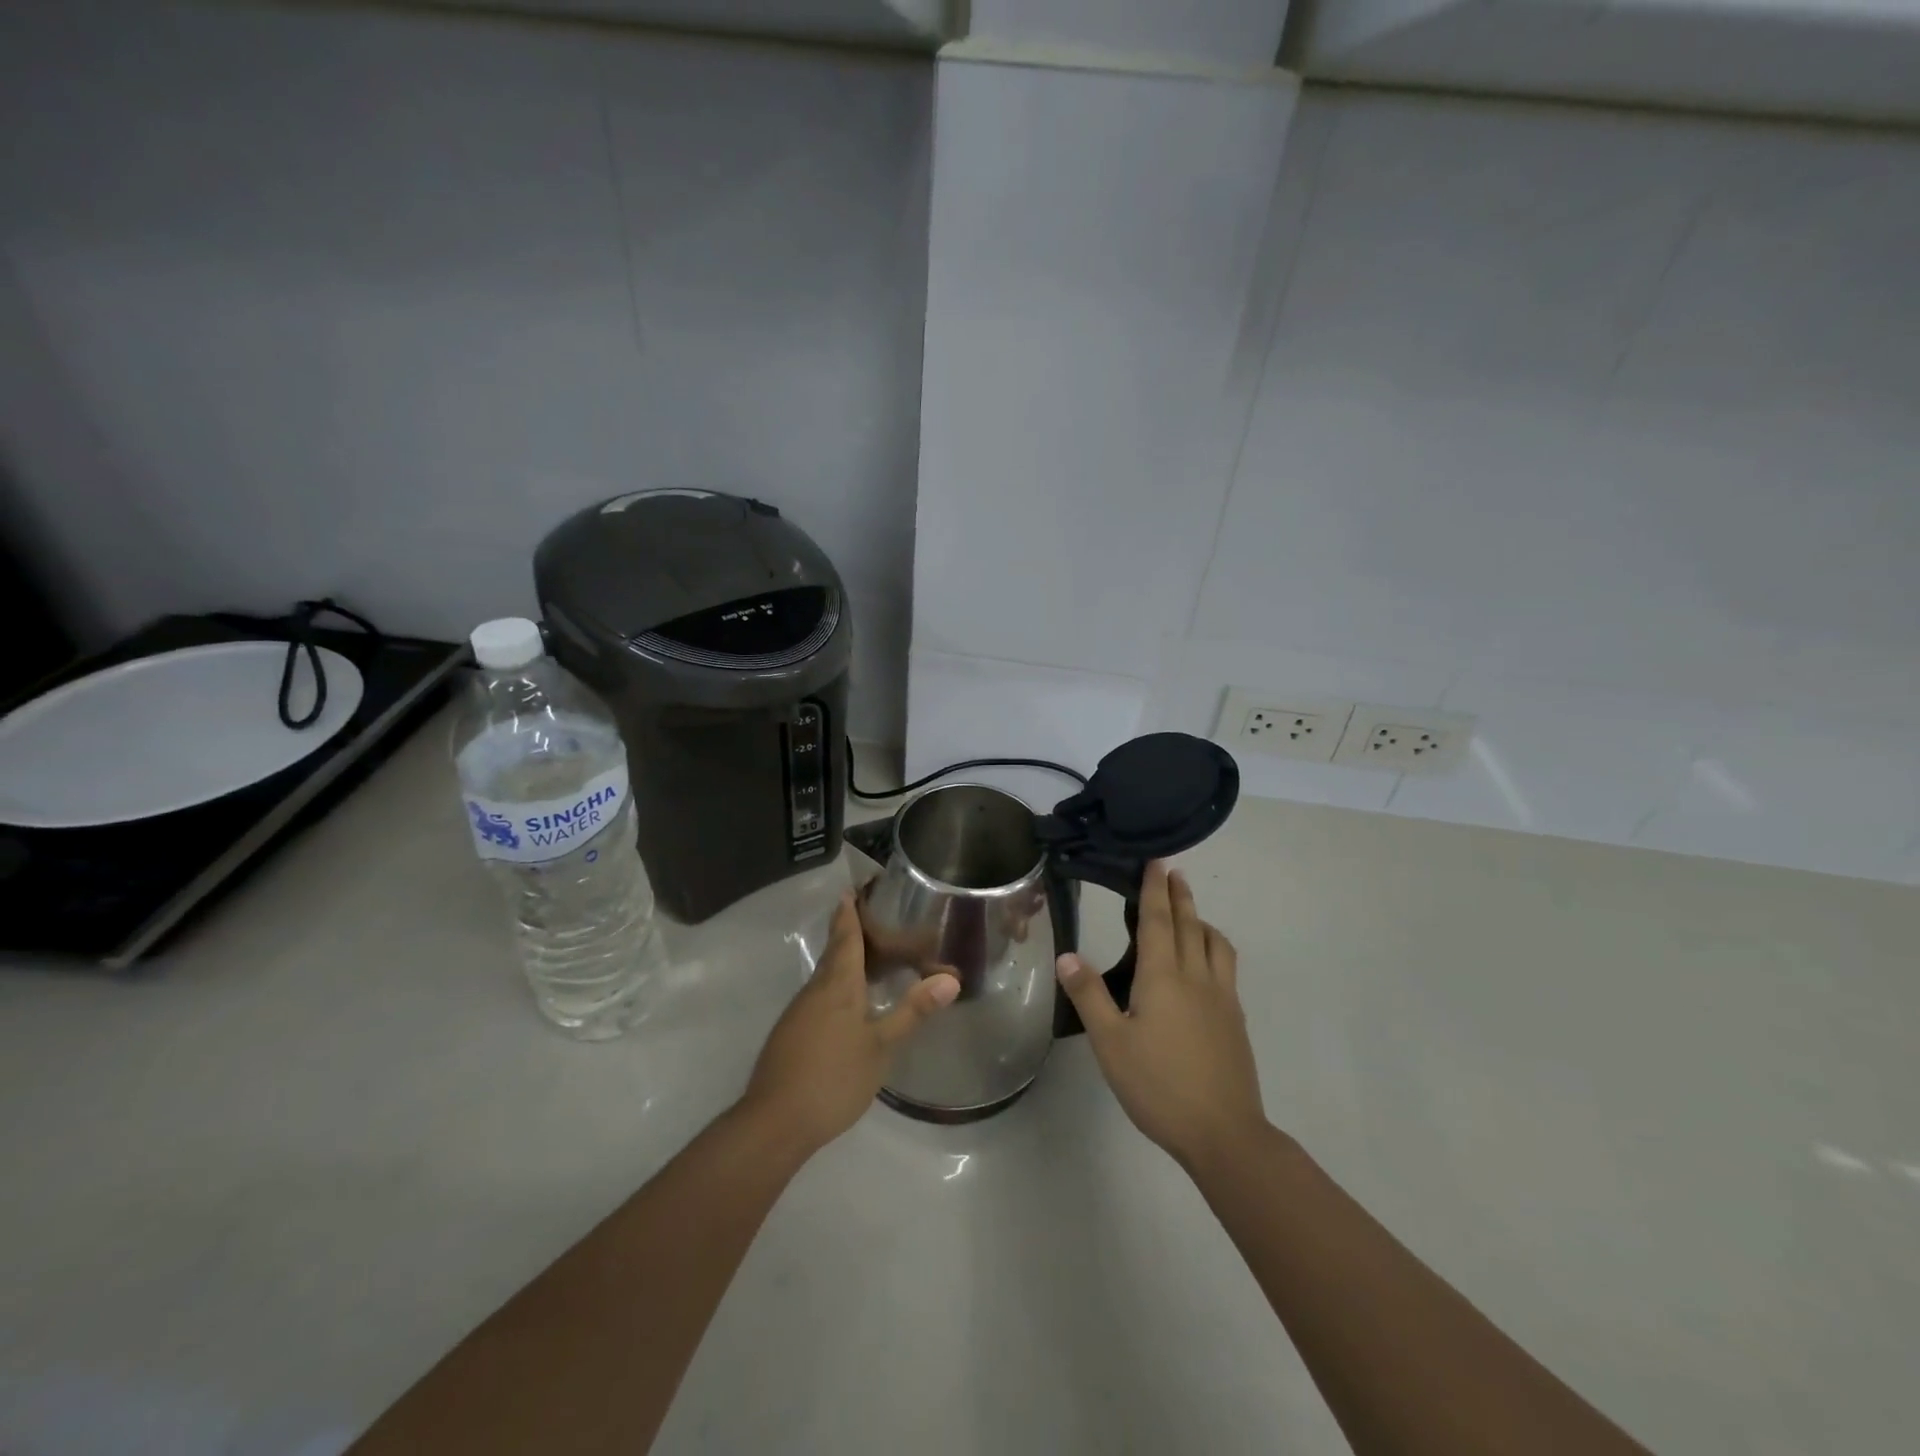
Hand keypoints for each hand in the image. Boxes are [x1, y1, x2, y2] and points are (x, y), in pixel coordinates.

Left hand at [740, 890, 958, 1156]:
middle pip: (835, 952)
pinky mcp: (792, 1034)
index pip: (845, 937)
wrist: (774, 1123)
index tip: (852, 889)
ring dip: (846, 960)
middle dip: (850, 932)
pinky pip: (820, 996)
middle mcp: (815, 990)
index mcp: (837, 985)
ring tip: (872, 957)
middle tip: (875, 918)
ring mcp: (800, 1013)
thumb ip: (913, 1011)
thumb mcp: (881, 1046)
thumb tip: (950, 979)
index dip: (849, 913)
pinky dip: (839, 986)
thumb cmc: (833, 1078)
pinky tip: (853, 1002)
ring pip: (827, 975)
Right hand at [1055, 862, 1266, 1172]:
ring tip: (1191, 915)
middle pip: (1190, 925)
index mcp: (1164, 977)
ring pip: (1216, 944)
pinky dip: (1213, 948)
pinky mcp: (1235, 1020)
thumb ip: (1090, 996)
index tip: (1156, 863)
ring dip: (1202, 921)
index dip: (1155, 890)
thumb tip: (1069, 955)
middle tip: (1173, 872)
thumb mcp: (1111, 1043)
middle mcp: (1197, 977)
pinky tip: (1205, 966)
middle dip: (1180, 895)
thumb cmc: (1159, 1085)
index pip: (1159, 921)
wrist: (1224, 1132)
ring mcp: (1222, 998)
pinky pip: (1226, 967)